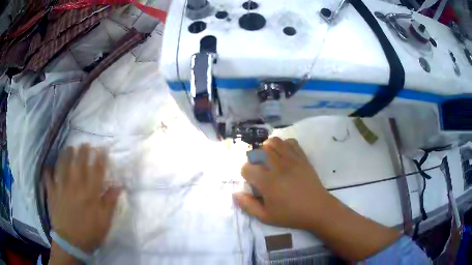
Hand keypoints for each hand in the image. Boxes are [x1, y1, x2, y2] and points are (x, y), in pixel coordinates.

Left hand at [45, 144, 121, 252]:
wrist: (71, 243)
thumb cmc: (90, 232)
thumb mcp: (105, 221)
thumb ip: (110, 202)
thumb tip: (118, 186)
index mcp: (89, 193)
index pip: (96, 170)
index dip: (100, 158)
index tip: (102, 149)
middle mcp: (75, 185)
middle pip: (79, 163)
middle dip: (83, 151)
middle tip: (85, 143)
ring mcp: (61, 187)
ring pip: (63, 165)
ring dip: (66, 155)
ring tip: (69, 147)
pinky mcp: (52, 192)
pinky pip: (48, 178)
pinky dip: (48, 172)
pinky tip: (48, 167)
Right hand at [233, 137, 329, 229]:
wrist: (317, 209)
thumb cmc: (291, 215)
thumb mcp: (266, 217)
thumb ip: (248, 206)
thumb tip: (236, 194)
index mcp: (267, 182)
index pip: (247, 168)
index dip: (246, 174)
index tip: (253, 182)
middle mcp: (278, 167)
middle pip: (259, 151)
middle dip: (255, 159)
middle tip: (261, 171)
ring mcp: (292, 159)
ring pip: (274, 142)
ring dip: (267, 148)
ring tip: (270, 159)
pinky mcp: (302, 157)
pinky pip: (291, 142)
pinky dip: (284, 145)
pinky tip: (284, 156)